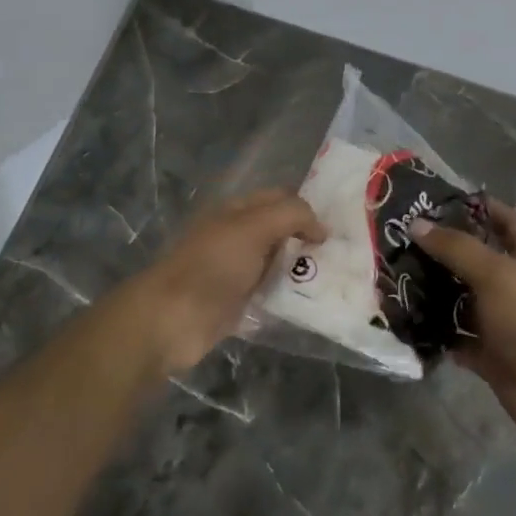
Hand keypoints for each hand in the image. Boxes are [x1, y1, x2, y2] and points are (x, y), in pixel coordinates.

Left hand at [136, 189, 325, 374]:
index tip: (338, 224)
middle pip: (279, 231)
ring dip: (299, 270)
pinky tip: (311, 303)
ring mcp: (234, 271)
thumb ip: (291, 216)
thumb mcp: (254, 227)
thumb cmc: (213, 265)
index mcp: (235, 211)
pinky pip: (268, 295)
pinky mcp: (235, 303)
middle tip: (344, 253)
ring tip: (335, 278)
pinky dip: (287, 297)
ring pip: (276, 264)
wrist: (172, 318)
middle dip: (307, 239)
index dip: (306, 206)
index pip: (278, 197)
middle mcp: (235, 236)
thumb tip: (321, 228)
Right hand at [411, 200, 515, 440]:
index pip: (503, 218)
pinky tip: (407, 318)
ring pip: (464, 297)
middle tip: (402, 237)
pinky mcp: (491, 349)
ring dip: (436, 290)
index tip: (434, 200)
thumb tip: (416, 224)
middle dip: (444, 249)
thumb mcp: (495, 273)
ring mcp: (504, 317)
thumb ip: (456, 247)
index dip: (474, 206)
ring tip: (396, 274)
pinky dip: (438, 330)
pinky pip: (458, 334)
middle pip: (477, 257)